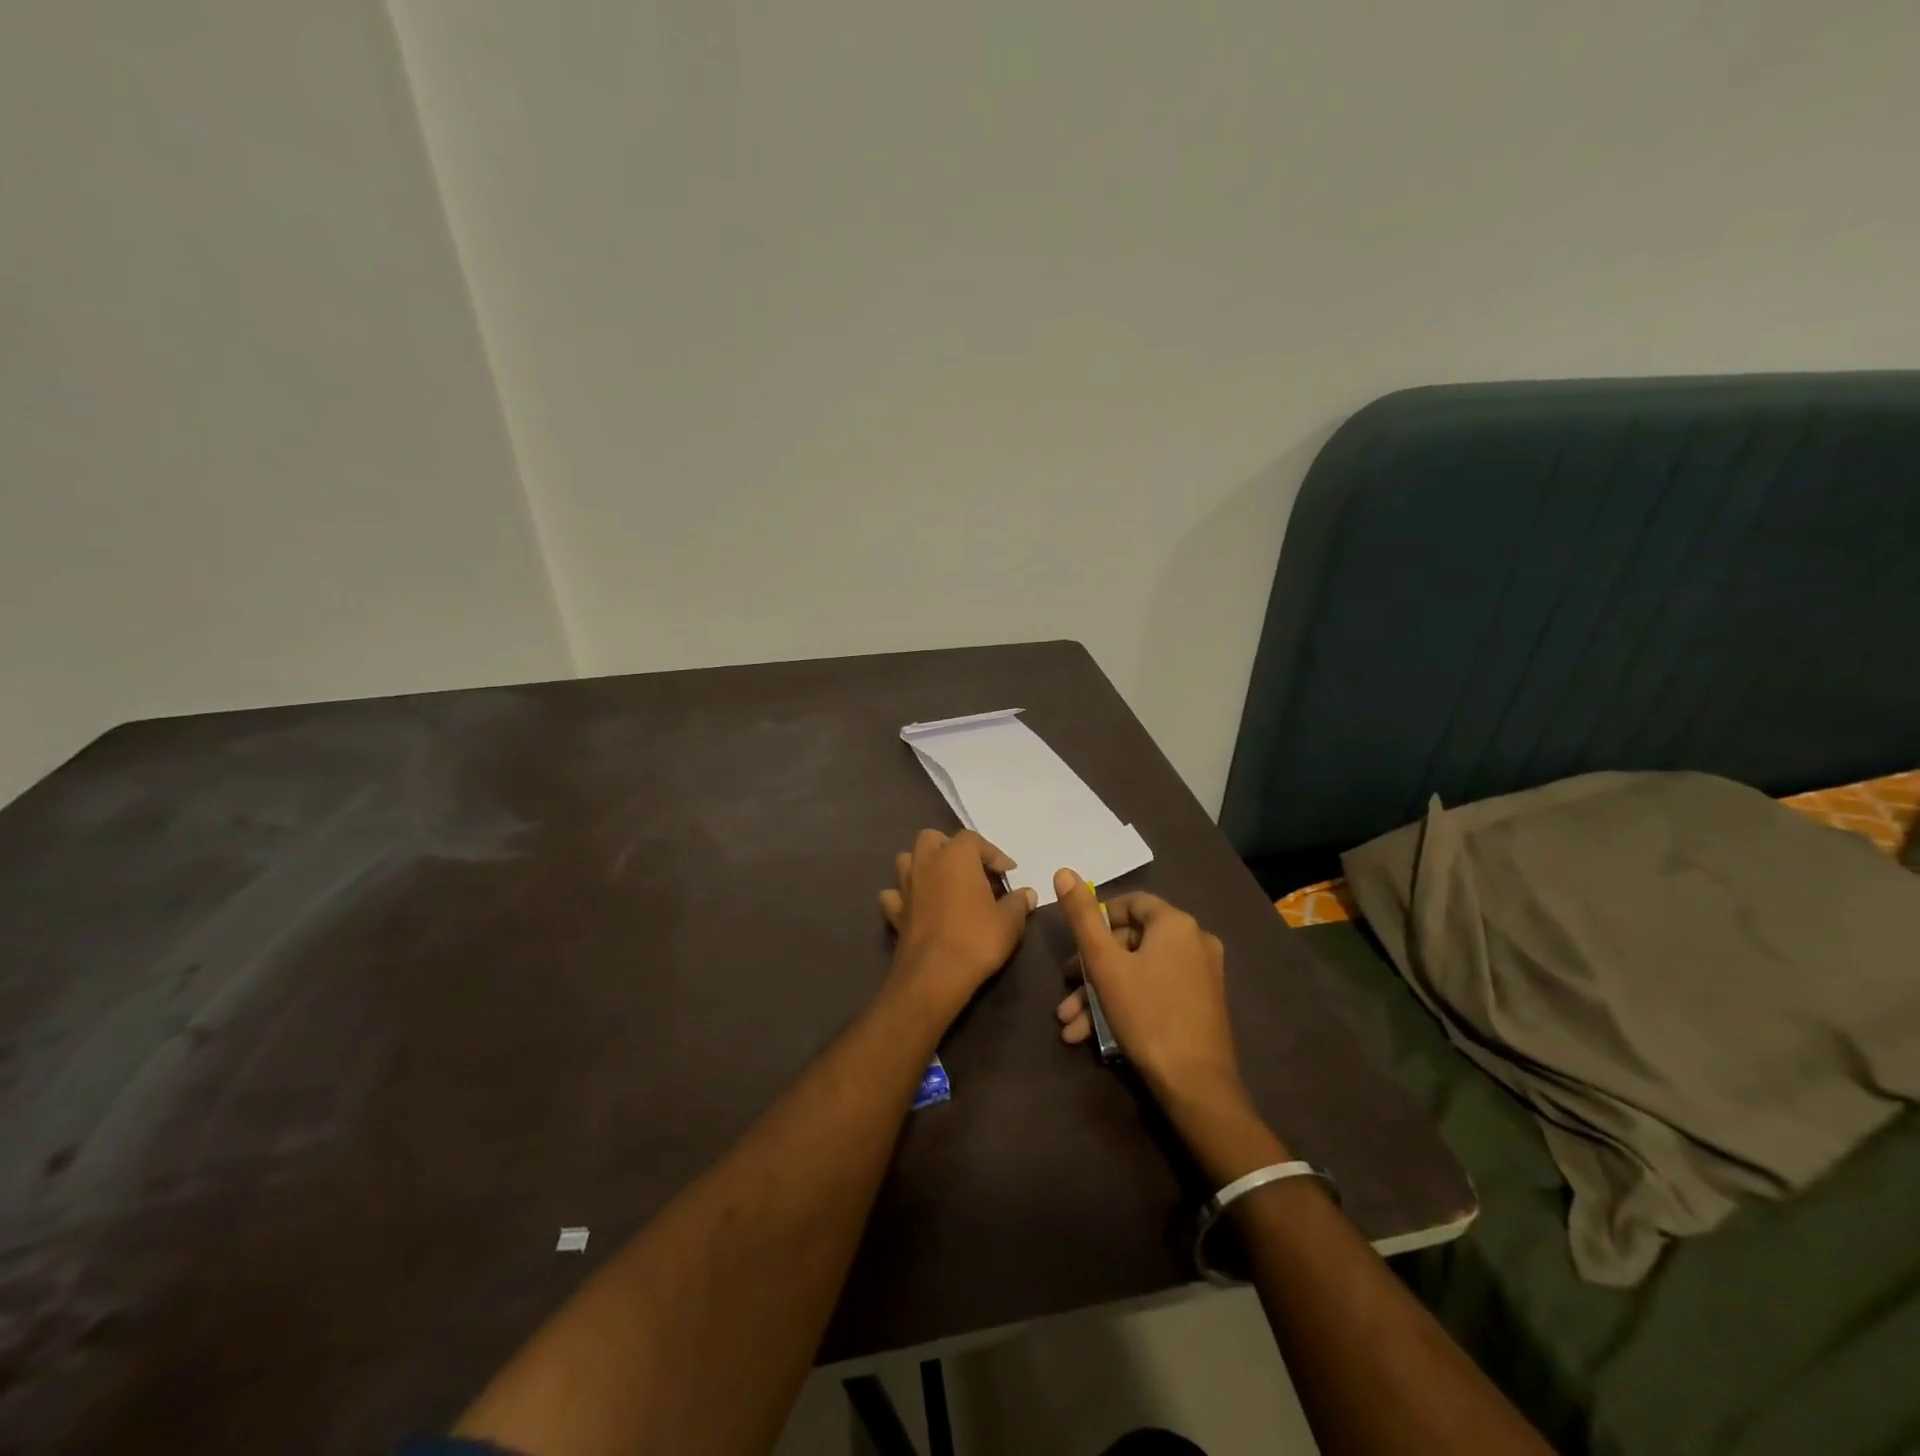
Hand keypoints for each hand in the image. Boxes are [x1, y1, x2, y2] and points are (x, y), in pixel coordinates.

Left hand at [880, 829, 1036, 1016]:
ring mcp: (905, 886)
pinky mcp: (894, 912)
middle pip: (932, 839)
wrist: (935, 975)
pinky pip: (894, 894)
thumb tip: (1027, 894)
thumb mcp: (1009, 922)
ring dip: (923, 866)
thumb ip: (1018, 903)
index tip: (1008, 873)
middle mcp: (926, 863)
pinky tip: (917, 907)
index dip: (993, 854)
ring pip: (907, 860)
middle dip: (950, 848)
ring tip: (942, 883)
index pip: (974, 839)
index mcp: (956, 856)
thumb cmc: (977, 939)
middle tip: (970, 870)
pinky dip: (903, 896)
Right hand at [1053, 869, 1246, 1109]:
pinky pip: (1155, 990)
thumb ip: (1083, 917)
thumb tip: (1064, 871)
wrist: (1196, 1085)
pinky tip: (1092, 1035)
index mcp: (1176, 924)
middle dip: (1092, 967)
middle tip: (1067, 987)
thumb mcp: (1105, 964)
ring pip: (1139, 971)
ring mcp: (1201, 974)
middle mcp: (1195, 941)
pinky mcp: (1201, 1004)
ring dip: (1101, 993)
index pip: (1131, 903)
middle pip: (1131, 941)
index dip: (1097, 919)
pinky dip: (1126, 1003)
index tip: (1075, 944)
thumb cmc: (1147, 1014)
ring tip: (1070, 1023)